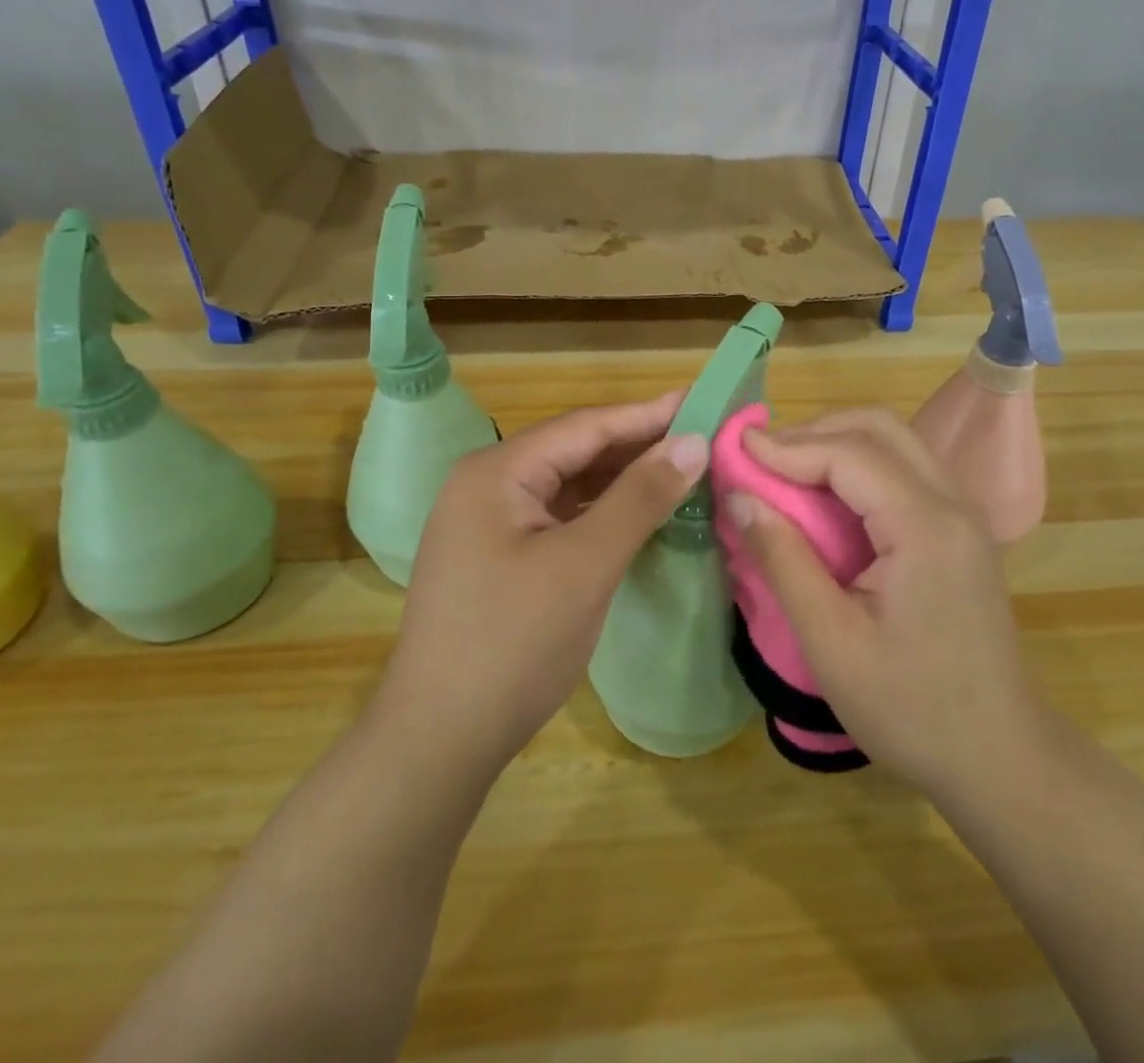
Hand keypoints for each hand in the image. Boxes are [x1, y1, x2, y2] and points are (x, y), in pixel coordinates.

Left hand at [374, 392, 707, 782]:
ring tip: (682, 471)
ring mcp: (489, 523)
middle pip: (576, 451)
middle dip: (638, 446)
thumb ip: (641, 497)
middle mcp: (487, 484)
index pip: (586, 426)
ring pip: (569, 486)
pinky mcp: (498, 556)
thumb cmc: (514, 643)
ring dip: (622, 480)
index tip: (704, 402)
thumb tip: (693, 441)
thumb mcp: (586, 564)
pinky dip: (602, 513)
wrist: (439, 741)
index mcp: (497, 472)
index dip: (648, 415)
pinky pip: (559, 517)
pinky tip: (639, 516)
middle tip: (702, 439)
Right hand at [730, 408, 1044, 802]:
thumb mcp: (832, 643)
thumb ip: (784, 561)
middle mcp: (952, 504)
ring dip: (837, 443)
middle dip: (815, 432)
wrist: (999, 757)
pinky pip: (905, 471)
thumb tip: (739, 498)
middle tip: (761, 457)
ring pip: (896, 443)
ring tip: (784, 469)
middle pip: (880, 429)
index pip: (851, 454)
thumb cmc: (912, 710)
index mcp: (926, 527)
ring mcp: (963, 515)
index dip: (789, 446)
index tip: (736, 450)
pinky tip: (826, 495)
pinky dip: (859, 466)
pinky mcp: (960, 531)